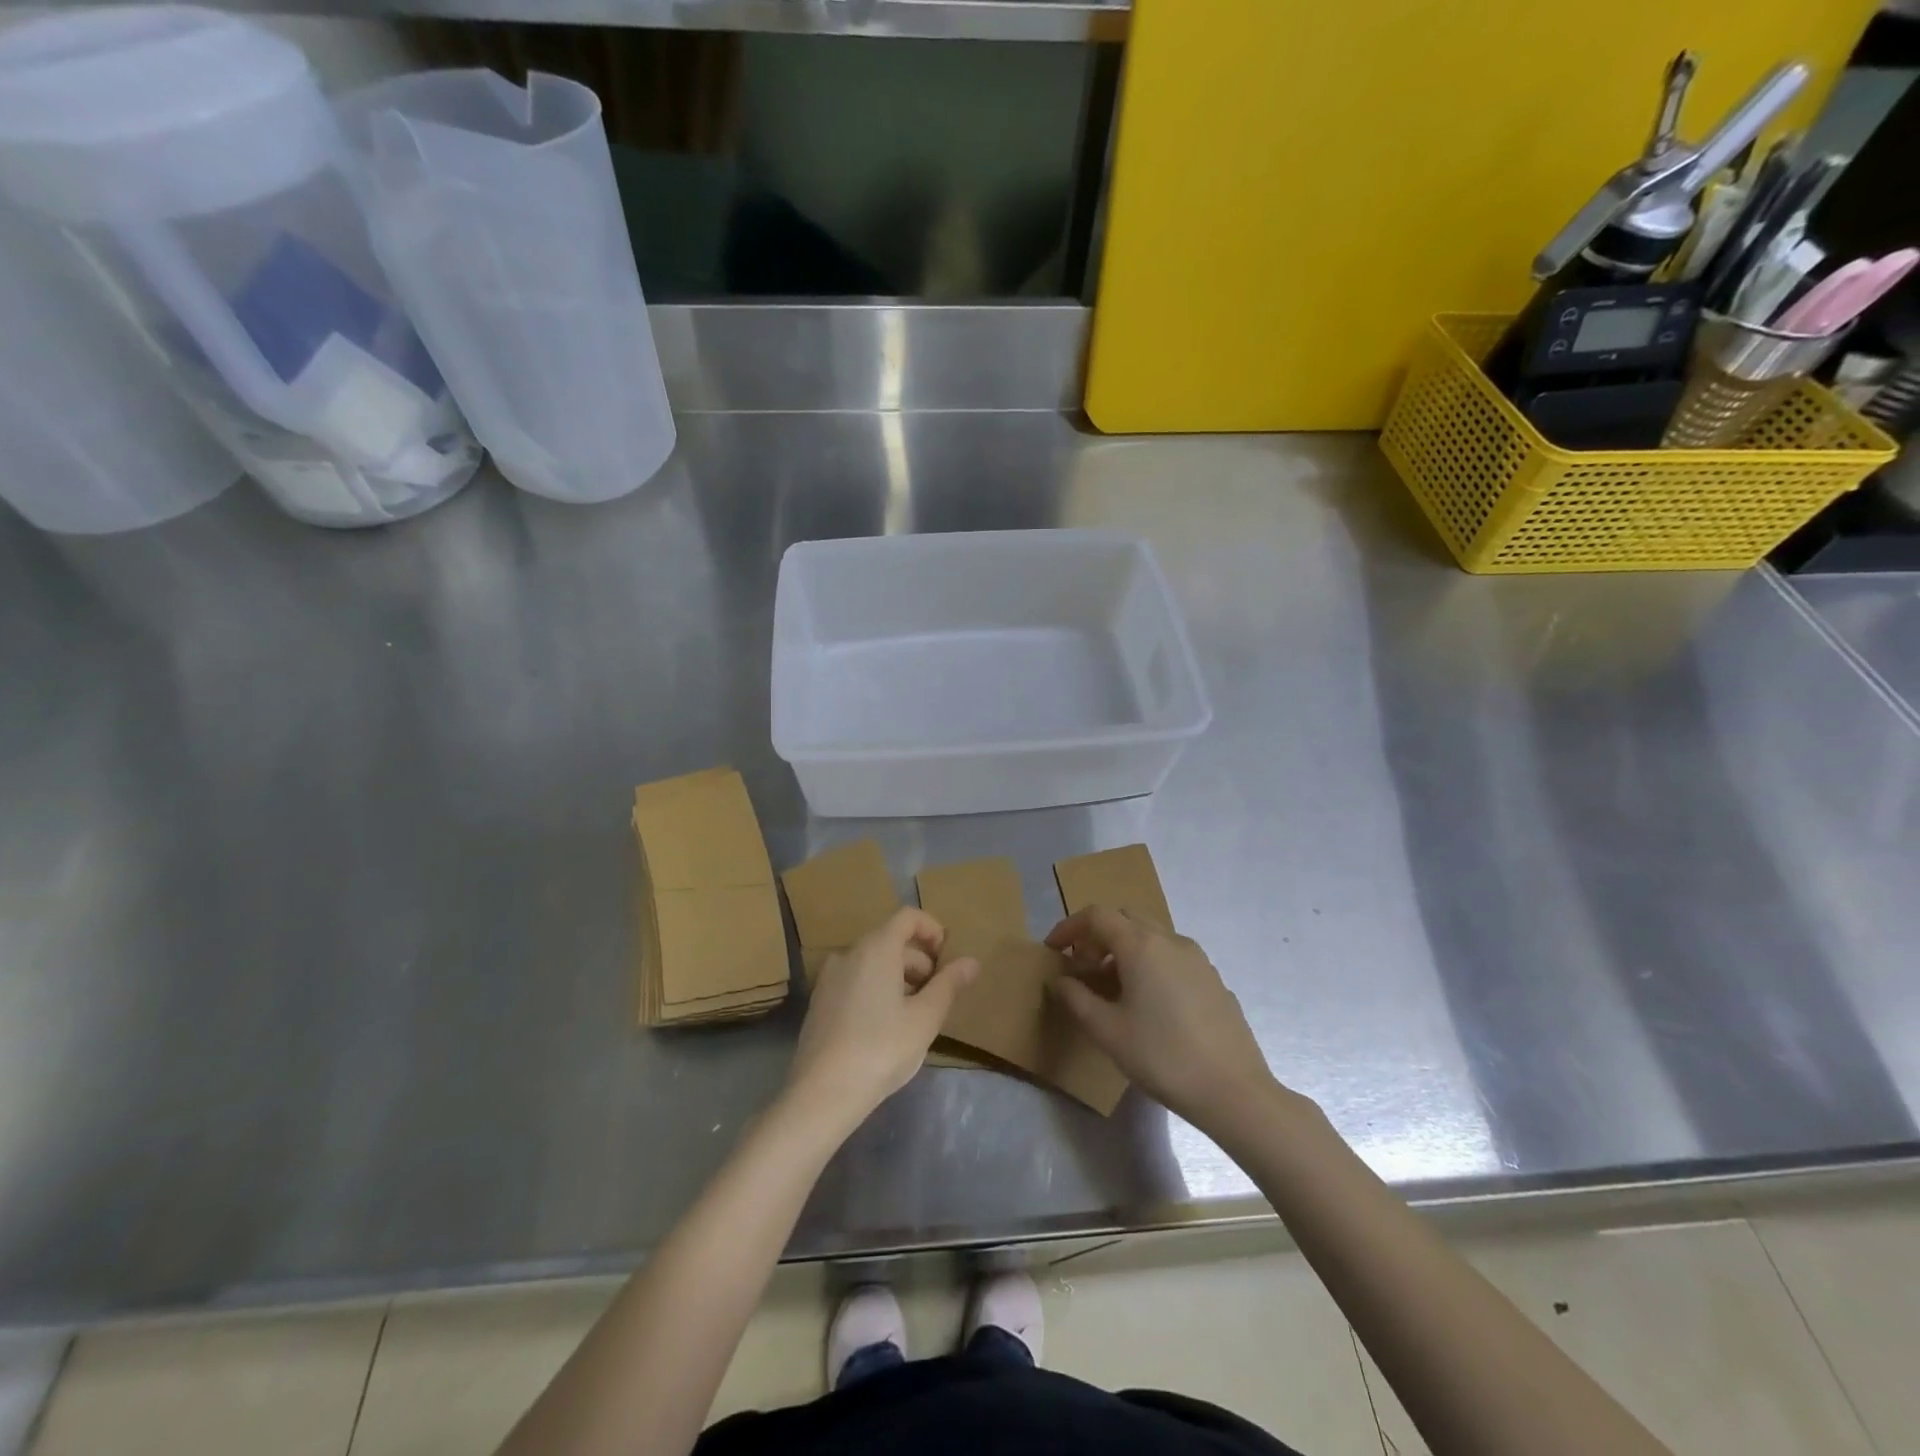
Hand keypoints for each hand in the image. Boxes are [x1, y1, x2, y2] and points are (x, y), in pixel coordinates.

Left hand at [786, 908, 978, 1131]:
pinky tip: (885, 1027)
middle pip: (891, 940)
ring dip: (899, 977)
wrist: (822, 1093)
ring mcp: (829, 977)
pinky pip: (855, 980)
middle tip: (937, 995)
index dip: (932, 929)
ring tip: (914, 1014)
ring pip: (872, 962)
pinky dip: (876, 989)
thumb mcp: (925, 1018)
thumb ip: (949, 984)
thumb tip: (971, 961)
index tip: (947, 959)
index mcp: (876, 948)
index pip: (907, 917)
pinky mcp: (819, 1001)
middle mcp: (849, 953)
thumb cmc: (882, 1049)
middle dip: (919, 960)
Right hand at [1046, 906, 1277, 1130]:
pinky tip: (1150, 1004)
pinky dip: (1151, 964)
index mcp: (1141, 945)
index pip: (1097, 915)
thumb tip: (1060, 980)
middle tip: (1084, 968)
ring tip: (1114, 988)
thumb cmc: (1162, 1056)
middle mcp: (1170, 940)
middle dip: (1098, 935)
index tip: (1053, 950)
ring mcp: (1197, 958)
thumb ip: (1077, 999)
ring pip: (1152, 936)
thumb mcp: (1107, 1031)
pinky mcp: (1214, 979)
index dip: (1069, 927)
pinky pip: (1173, 957)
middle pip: (1125, 918)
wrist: (1233, 1091)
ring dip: (1125, 949)